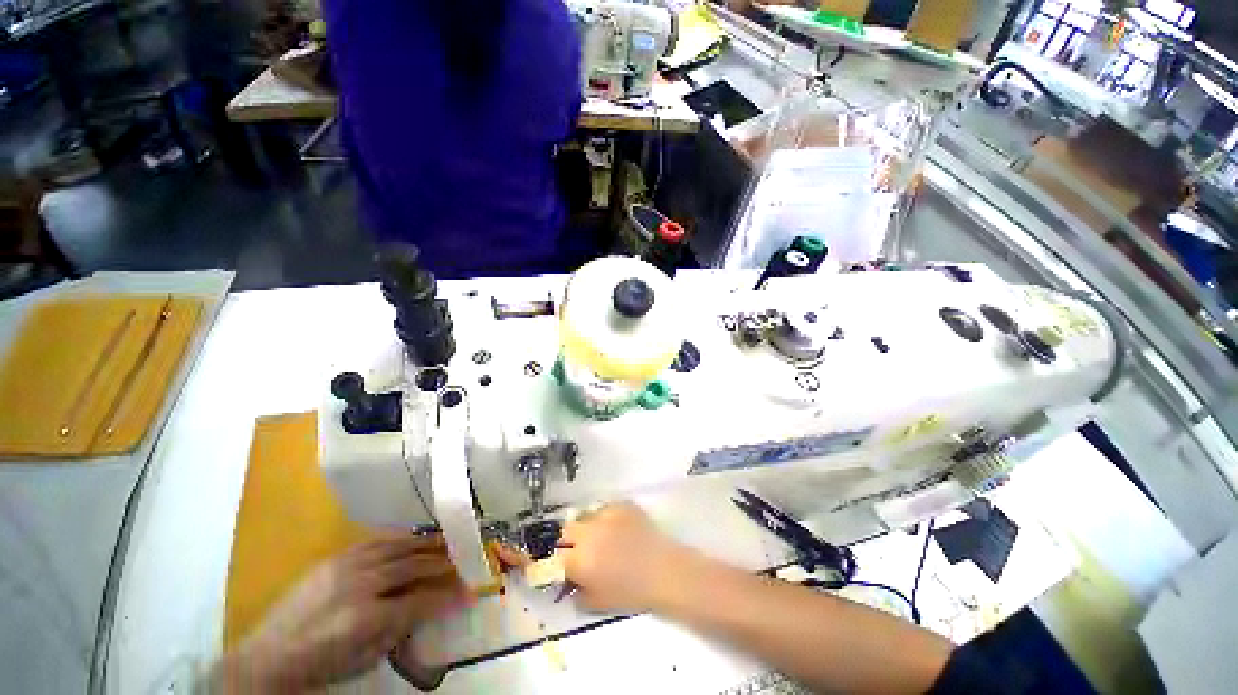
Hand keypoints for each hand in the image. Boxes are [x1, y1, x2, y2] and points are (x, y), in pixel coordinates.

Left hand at [218, 535, 471, 691]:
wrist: (267, 655)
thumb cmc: (320, 665)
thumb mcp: (364, 659)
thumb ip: (399, 631)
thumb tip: (427, 608)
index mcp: (366, 619)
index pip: (420, 601)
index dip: (448, 596)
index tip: (470, 591)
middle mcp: (360, 586)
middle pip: (413, 567)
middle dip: (444, 564)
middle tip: (466, 559)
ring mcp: (346, 567)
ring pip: (398, 548)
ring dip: (427, 544)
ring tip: (448, 541)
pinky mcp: (335, 558)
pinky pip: (377, 541)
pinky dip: (401, 539)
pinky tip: (415, 538)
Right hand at [558, 503, 693, 612]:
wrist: (663, 571)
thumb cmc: (631, 593)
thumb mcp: (597, 603)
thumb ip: (576, 592)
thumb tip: (570, 582)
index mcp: (579, 559)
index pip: (556, 556)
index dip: (560, 562)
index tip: (566, 566)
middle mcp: (587, 533)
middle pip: (567, 530)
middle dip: (570, 541)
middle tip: (582, 550)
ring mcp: (605, 515)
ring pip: (587, 517)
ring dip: (589, 528)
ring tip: (603, 538)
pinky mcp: (621, 505)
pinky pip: (606, 509)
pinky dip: (608, 518)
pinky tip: (619, 529)